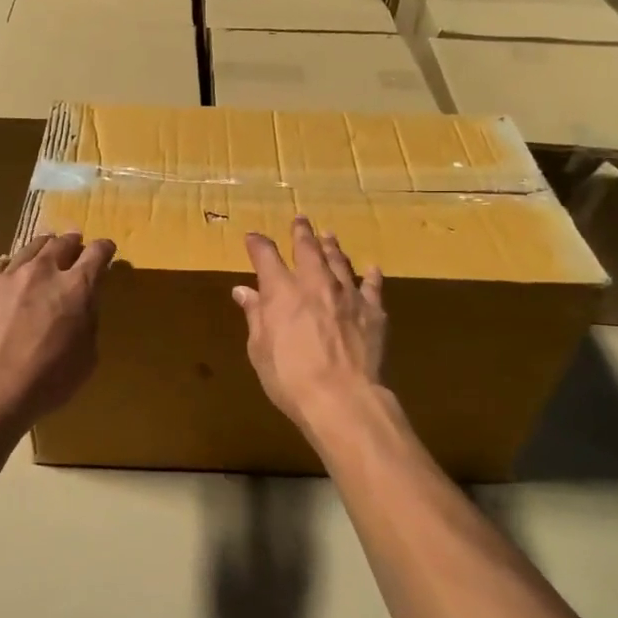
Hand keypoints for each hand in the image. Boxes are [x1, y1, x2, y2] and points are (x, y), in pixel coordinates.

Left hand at [0, 231, 115, 424]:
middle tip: (74, 246)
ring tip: (44, 252)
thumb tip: (83, 307)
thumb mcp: (86, 357)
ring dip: (42, 249)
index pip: (97, 253)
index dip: (104, 249)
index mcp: (77, 287)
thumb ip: (87, 323)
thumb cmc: (47, 380)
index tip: (105, 250)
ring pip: (30, 248)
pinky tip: (9, 273)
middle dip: (72, 242)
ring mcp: (8, 276)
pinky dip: (10, 267)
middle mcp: (43, 271)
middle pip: (62, 243)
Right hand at [233, 217, 385, 434]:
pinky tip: (371, 269)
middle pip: (308, 249)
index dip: (258, 244)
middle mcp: (315, 284)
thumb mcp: (260, 349)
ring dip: (332, 247)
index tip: (252, 237)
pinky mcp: (373, 310)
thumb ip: (255, 316)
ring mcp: (347, 294)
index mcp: (282, 292)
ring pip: (339, 261)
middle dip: (301, 232)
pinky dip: (370, 275)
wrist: (343, 398)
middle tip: (300, 219)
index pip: (266, 257)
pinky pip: (372, 286)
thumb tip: (244, 291)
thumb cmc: (290, 378)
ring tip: (329, 235)